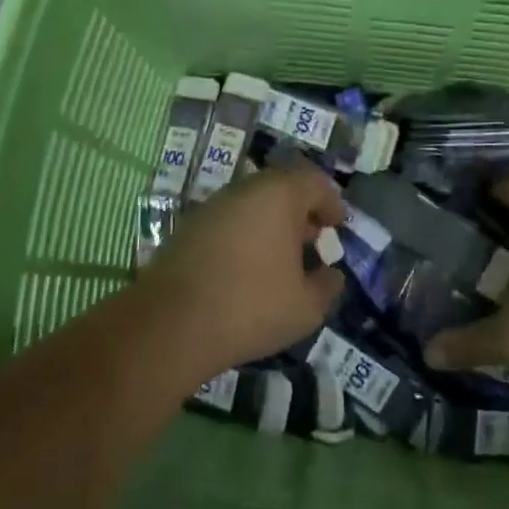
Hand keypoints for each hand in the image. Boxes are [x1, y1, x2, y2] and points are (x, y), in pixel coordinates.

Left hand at [140, 162, 346, 376]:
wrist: (170, 325)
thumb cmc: (250, 307)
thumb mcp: (306, 307)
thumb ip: (327, 285)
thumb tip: (330, 274)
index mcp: (279, 195)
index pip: (315, 183)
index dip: (331, 203)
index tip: (338, 226)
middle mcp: (245, 190)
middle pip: (282, 188)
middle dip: (302, 211)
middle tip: (312, 240)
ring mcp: (213, 206)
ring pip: (253, 203)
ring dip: (272, 223)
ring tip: (282, 257)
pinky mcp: (189, 227)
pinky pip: (230, 220)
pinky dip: (246, 234)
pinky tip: (249, 267)